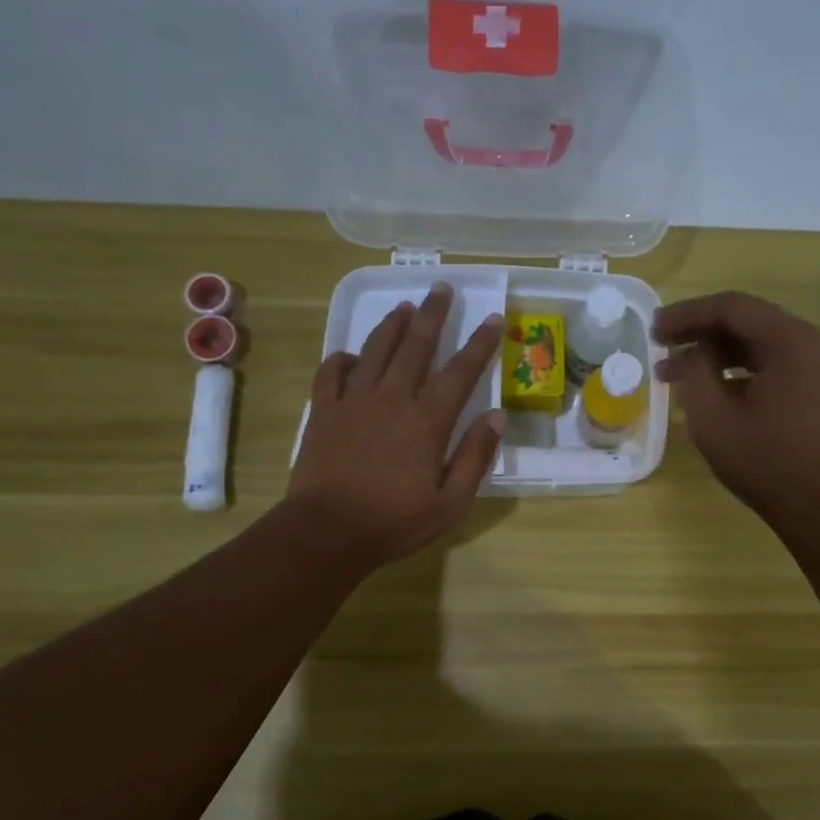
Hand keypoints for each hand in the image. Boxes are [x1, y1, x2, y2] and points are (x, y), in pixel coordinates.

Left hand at [288, 282, 503, 570]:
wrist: (327, 531)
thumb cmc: (395, 522)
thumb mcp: (451, 502)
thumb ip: (475, 457)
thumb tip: (496, 416)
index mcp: (427, 421)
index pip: (460, 371)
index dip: (479, 343)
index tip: (492, 318)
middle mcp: (392, 398)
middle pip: (416, 346)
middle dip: (433, 314)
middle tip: (442, 288)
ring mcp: (353, 401)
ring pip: (375, 349)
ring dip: (392, 325)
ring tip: (404, 306)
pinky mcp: (323, 410)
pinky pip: (331, 371)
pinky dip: (343, 357)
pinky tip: (352, 354)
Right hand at [654, 292, 819, 531]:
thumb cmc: (766, 463)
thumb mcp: (714, 419)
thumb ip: (694, 374)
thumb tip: (691, 353)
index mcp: (792, 341)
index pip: (732, 308)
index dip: (687, 314)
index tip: (653, 329)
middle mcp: (813, 342)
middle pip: (748, 322)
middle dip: (700, 334)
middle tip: (660, 348)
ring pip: (760, 344)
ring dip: (718, 355)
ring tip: (676, 373)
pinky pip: (774, 364)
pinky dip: (741, 371)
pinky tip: (711, 390)